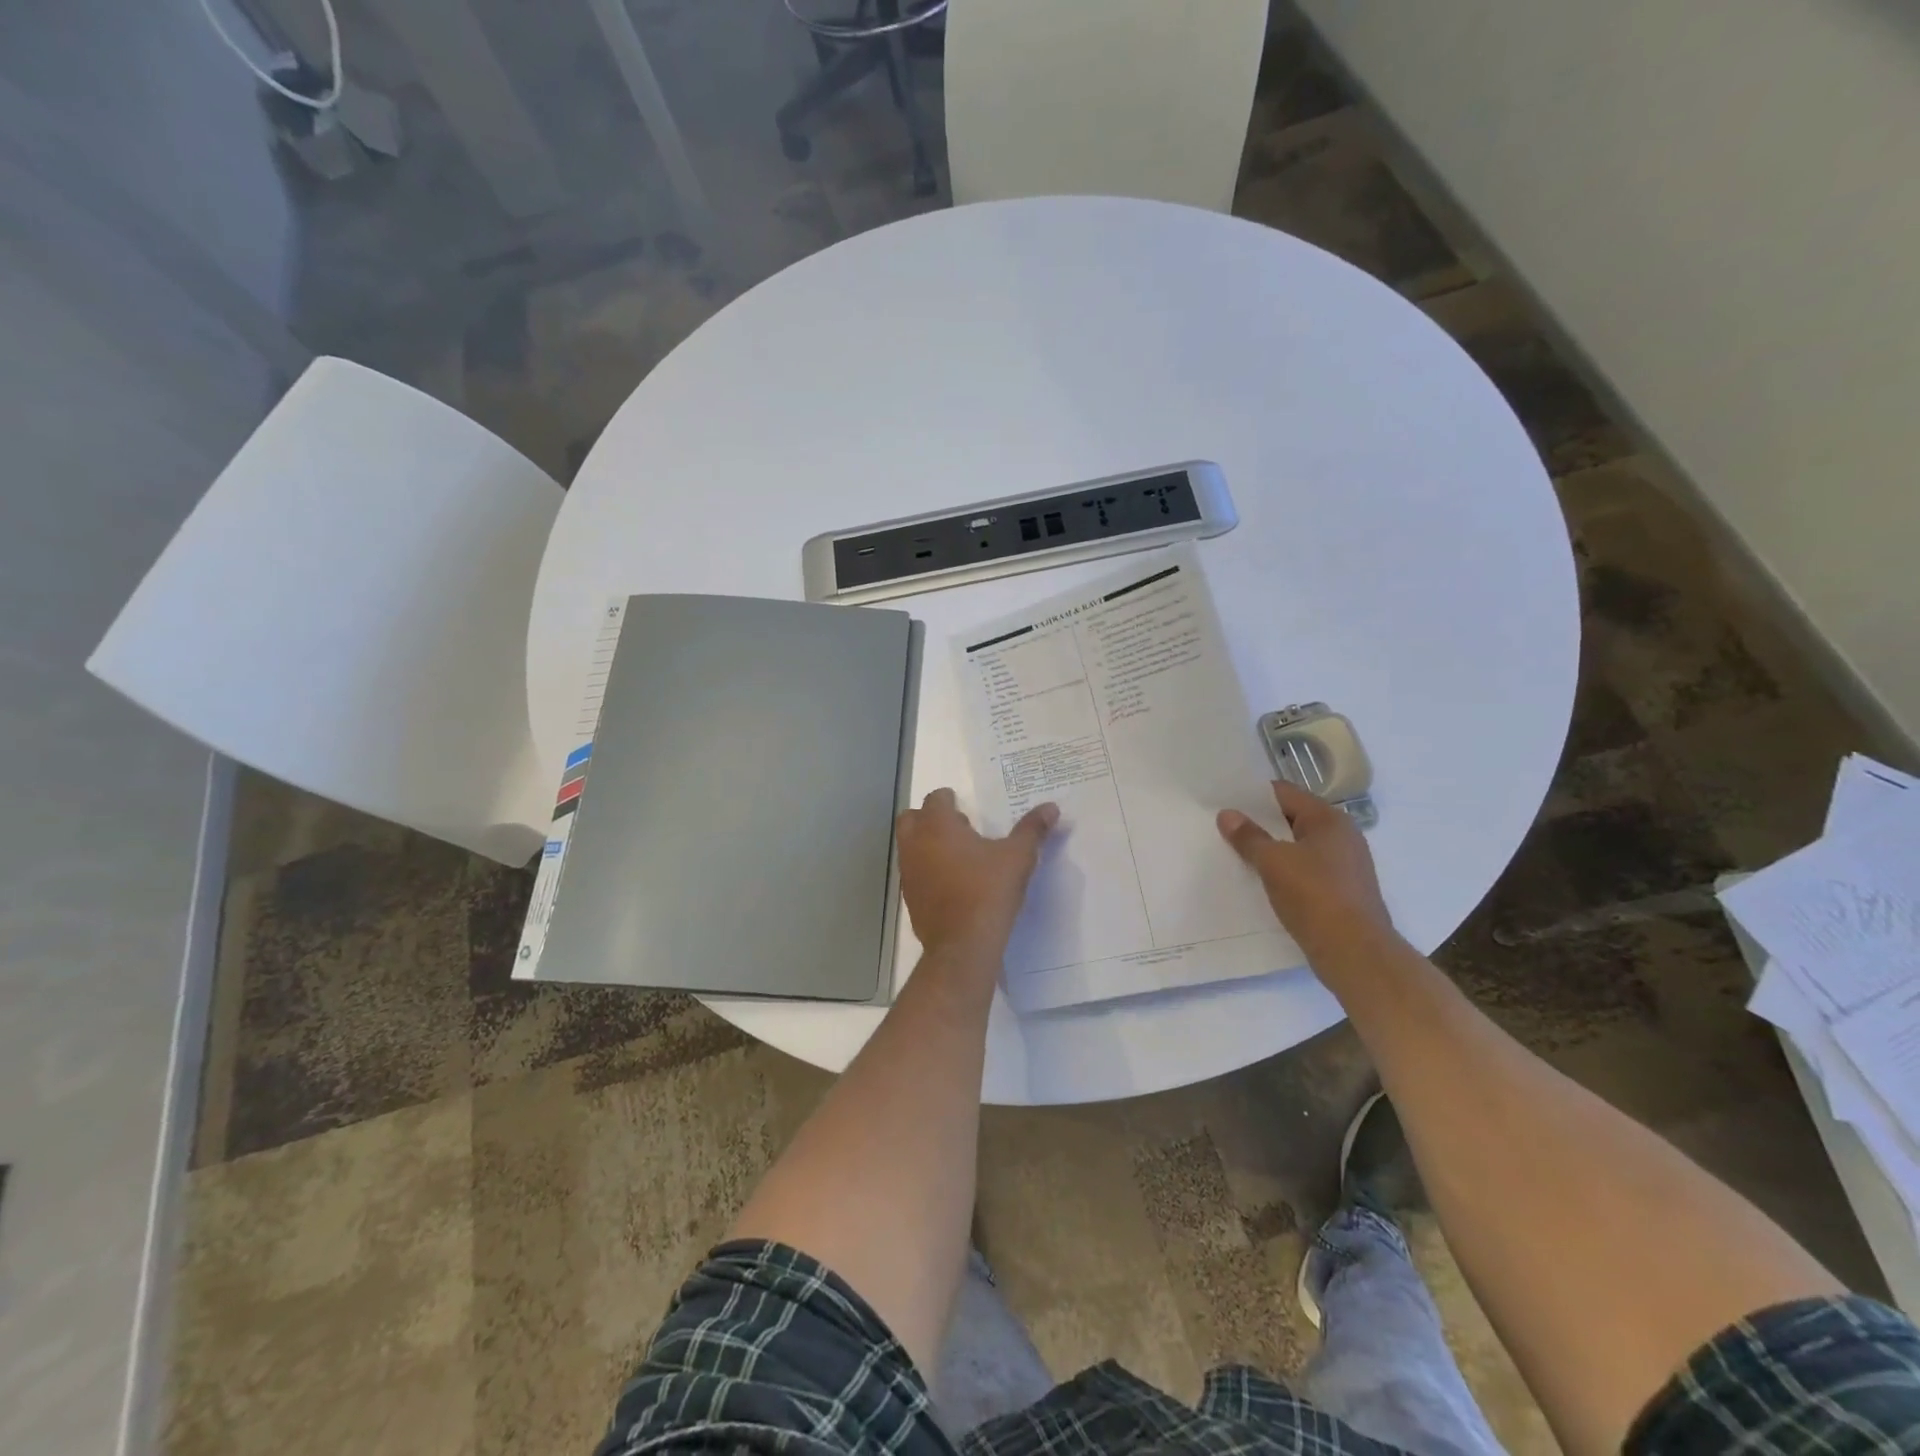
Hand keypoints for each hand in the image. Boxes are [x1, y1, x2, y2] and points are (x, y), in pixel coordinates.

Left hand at [896, 789, 1057, 956]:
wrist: (963, 945)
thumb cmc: (989, 890)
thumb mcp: (1018, 856)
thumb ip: (1033, 829)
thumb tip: (1051, 807)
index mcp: (937, 826)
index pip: (935, 799)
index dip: (949, 800)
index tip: (965, 807)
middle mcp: (915, 844)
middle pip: (912, 818)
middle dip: (930, 818)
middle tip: (959, 829)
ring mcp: (909, 872)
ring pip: (909, 846)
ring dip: (927, 844)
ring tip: (958, 857)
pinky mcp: (910, 898)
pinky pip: (914, 873)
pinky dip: (927, 870)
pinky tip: (952, 883)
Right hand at [1217, 781, 1390, 952]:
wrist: (1355, 953)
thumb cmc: (1314, 896)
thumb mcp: (1273, 862)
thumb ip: (1249, 837)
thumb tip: (1227, 814)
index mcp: (1329, 820)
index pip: (1285, 793)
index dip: (1253, 796)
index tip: (1224, 800)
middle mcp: (1342, 836)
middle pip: (1292, 819)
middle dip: (1259, 824)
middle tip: (1223, 827)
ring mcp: (1344, 866)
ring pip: (1297, 848)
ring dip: (1270, 851)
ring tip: (1235, 854)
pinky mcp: (1341, 892)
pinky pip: (1305, 871)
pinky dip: (1283, 873)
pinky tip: (1260, 882)